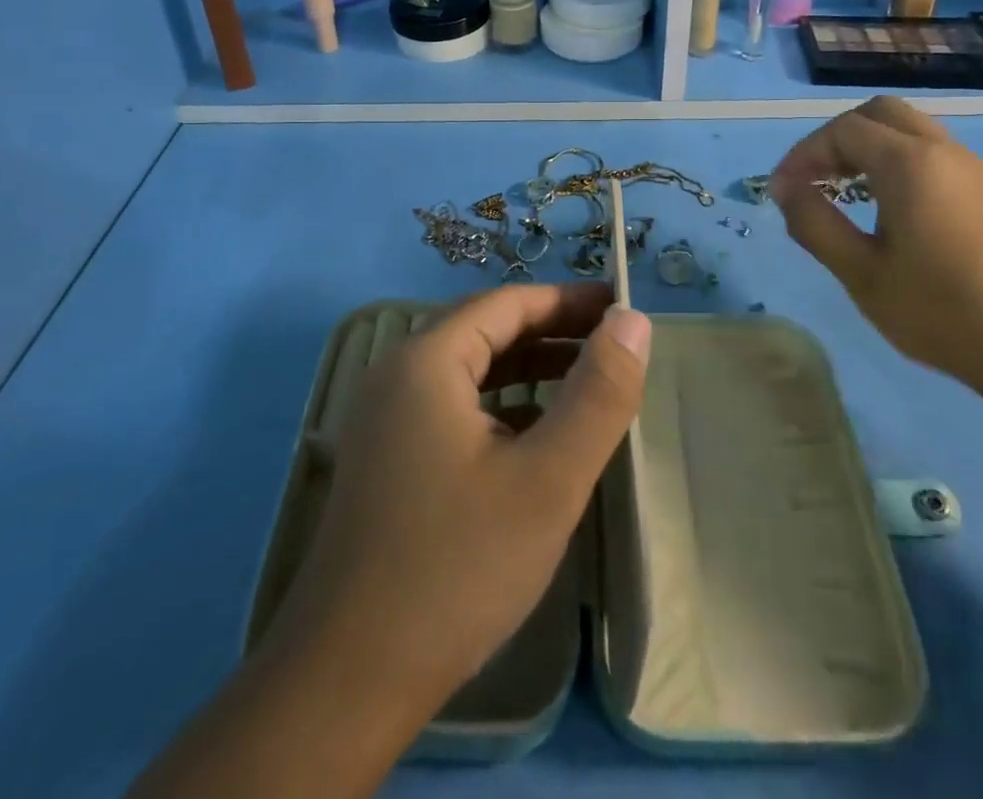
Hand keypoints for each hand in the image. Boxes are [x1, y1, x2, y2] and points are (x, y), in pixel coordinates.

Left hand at [266, 282, 651, 717]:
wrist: (349, 682)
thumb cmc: (457, 566)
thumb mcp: (547, 478)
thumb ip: (598, 394)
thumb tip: (633, 322)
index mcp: (426, 360)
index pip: (507, 303)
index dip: (568, 300)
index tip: (621, 309)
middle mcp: (398, 375)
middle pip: (486, 330)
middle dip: (552, 333)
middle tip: (614, 344)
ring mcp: (387, 419)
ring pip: (470, 371)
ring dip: (529, 369)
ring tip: (588, 382)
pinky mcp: (389, 459)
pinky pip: (455, 408)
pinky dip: (502, 406)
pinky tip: (537, 434)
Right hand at [770, 96, 982, 393]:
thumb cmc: (941, 311)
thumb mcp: (861, 272)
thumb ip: (814, 222)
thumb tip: (784, 188)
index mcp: (909, 163)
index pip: (842, 131)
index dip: (803, 153)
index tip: (781, 191)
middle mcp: (942, 151)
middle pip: (879, 113)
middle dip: (836, 137)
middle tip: (814, 178)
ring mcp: (970, 169)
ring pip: (908, 129)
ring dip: (867, 146)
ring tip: (842, 190)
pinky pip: (929, 152)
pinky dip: (895, 159)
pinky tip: (884, 206)